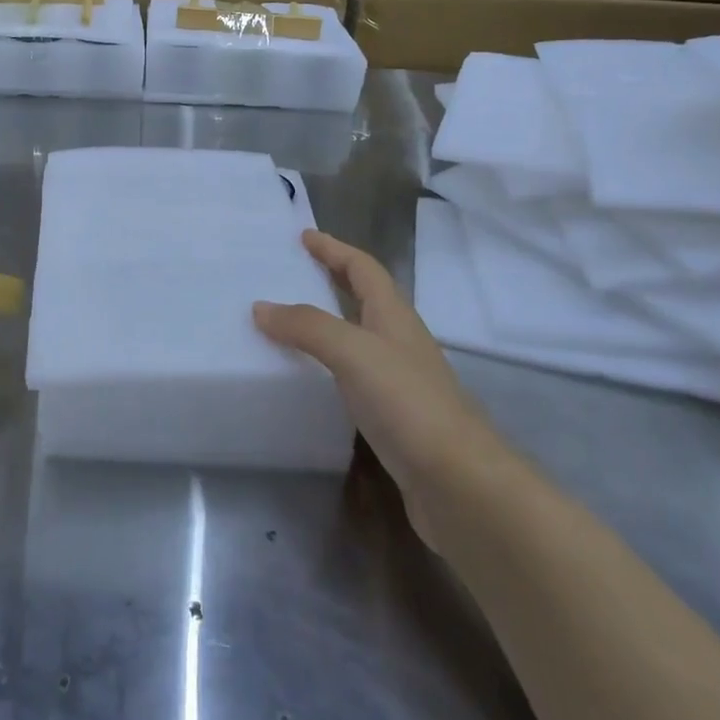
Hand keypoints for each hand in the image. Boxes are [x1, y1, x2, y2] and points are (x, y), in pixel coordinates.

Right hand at [255, 230, 499, 546]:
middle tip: (293, 272)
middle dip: (332, 279)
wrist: (459, 483)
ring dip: (327, 323)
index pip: (363, 268)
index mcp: (394, 316)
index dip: (335, 249)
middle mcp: (399, 341)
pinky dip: (328, 366)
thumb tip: (261, 307)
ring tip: (288, 323)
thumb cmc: (408, 403)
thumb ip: (307, 326)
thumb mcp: (353, 352)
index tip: (304, 236)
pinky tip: (308, 380)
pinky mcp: (393, 417)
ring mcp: (399, 381)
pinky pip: (353, 375)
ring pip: (358, 337)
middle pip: (364, 298)